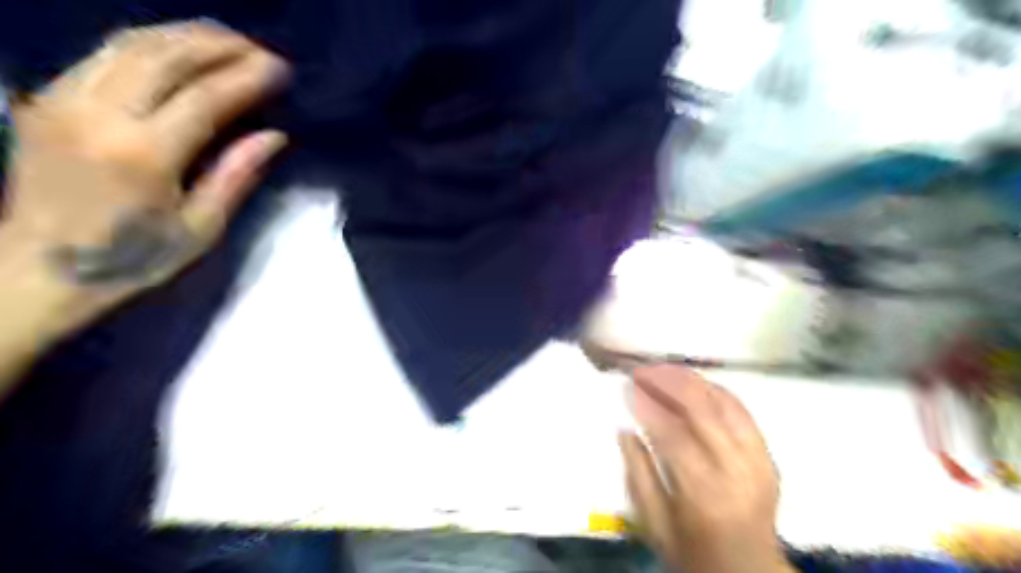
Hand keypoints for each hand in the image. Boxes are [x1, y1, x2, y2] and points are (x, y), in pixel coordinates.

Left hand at [3, 21, 288, 313]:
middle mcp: (98, 115)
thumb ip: (235, 175)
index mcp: (143, 155)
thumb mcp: (199, 227)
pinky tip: (178, 49)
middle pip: (164, 56)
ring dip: (184, 35)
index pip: (205, 97)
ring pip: (128, 44)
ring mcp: (64, 100)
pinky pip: (103, 53)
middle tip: (259, 48)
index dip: (248, 78)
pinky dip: (148, 43)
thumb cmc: (133, 257)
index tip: (281, 70)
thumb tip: (274, 136)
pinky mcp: (48, 98)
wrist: (36, 269)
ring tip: (227, 39)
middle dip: (219, 45)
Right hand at [618, 367, 793, 572]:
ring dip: (691, 380)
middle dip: (667, 382)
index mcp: (702, 492)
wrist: (750, 571)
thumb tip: (624, 430)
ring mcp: (755, 460)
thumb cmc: (693, 551)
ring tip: (664, 369)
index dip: (647, 405)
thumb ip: (638, 475)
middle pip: (700, 410)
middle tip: (643, 371)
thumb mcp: (655, 524)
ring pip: (723, 404)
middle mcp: (733, 470)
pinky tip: (697, 383)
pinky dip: (718, 391)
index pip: (671, 433)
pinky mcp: (766, 456)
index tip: (627, 387)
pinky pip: (743, 412)